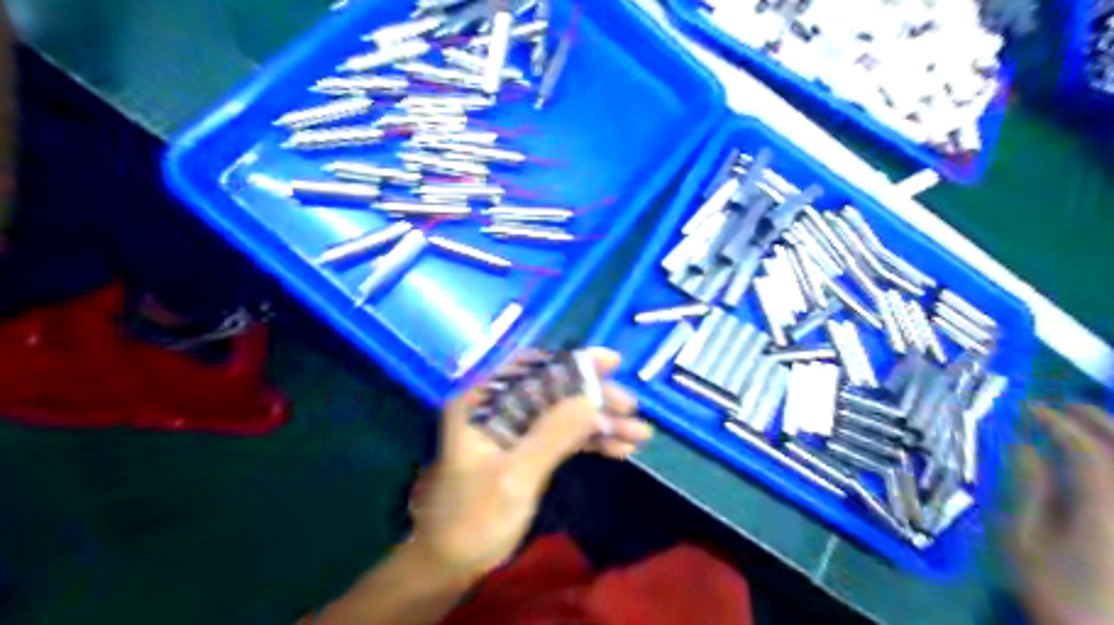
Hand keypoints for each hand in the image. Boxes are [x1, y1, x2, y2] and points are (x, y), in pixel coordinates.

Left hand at [407, 350, 654, 583]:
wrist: (451, 567)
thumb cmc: (472, 520)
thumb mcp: (514, 477)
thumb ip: (552, 434)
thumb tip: (592, 397)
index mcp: (481, 404)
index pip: (531, 368)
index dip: (572, 362)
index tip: (611, 362)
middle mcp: (497, 409)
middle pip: (554, 391)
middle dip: (594, 398)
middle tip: (631, 406)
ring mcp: (514, 431)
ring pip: (563, 415)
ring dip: (599, 423)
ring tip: (639, 434)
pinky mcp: (527, 451)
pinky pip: (563, 438)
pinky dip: (590, 442)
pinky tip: (620, 449)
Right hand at [1012, 404, 1112, 622]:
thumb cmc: (1062, 594)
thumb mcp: (1026, 543)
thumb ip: (1029, 490)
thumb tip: (1022, 447)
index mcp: (1106, 505)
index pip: (1085, 447)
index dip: (1054, 421)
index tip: (1026, 409)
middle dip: (1096, 419)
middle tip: (1064, 406)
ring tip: (1093, 427)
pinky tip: (1107, 465)